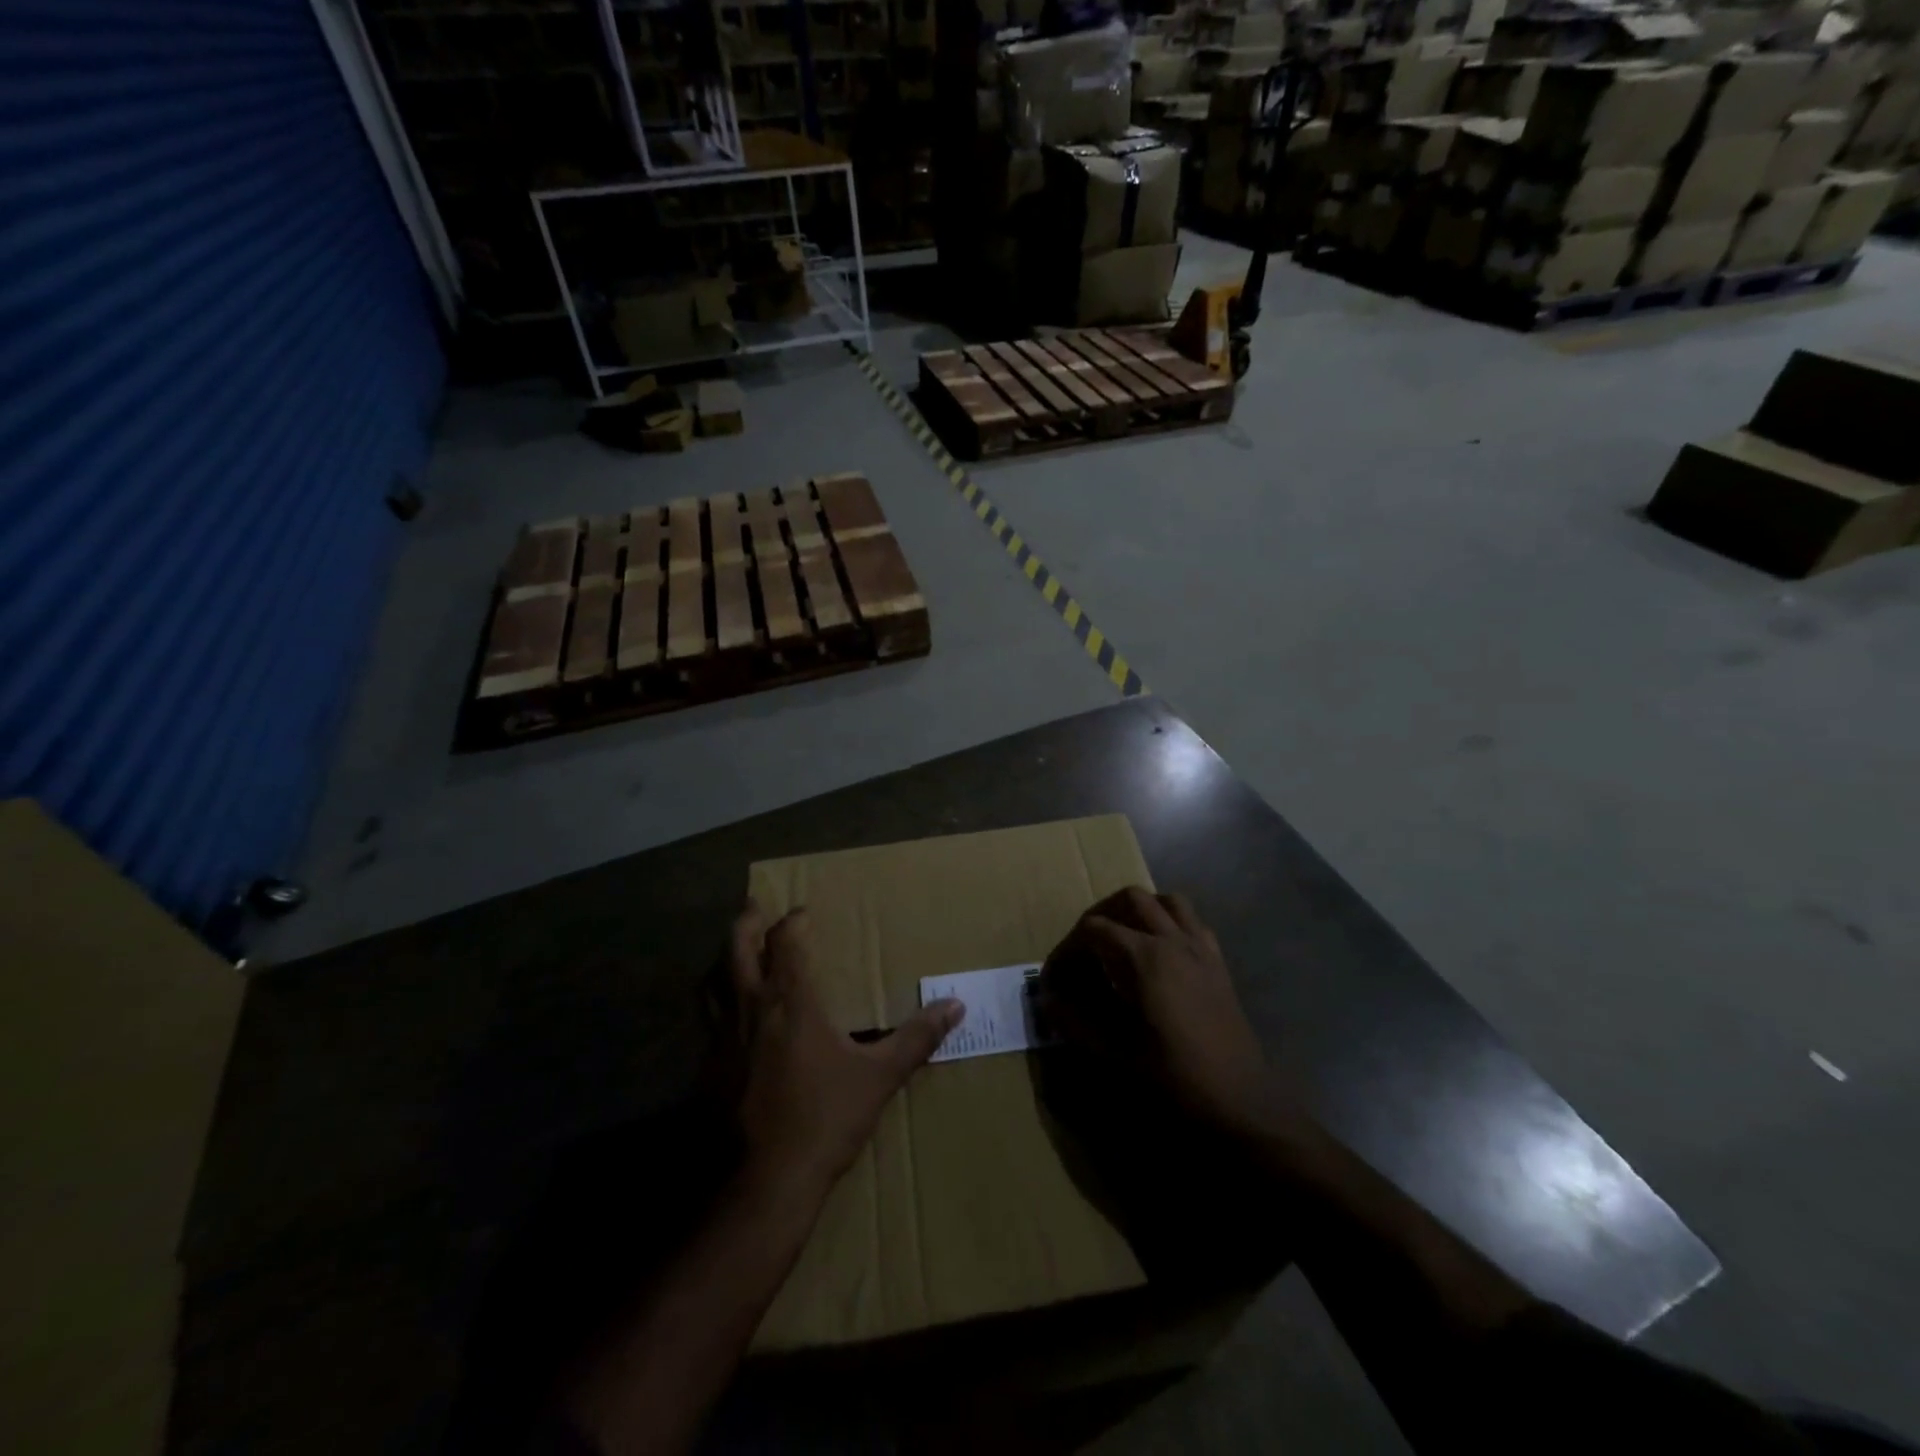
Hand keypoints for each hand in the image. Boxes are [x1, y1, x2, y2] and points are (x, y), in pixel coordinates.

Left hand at [730, 902, 964, 1198]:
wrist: (765, 1183)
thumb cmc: (825, 1118)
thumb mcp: (879, 1076)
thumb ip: (917, 1037)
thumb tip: (956, 1005)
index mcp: (790, 1001)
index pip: (785, 942)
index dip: (793, 922)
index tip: (803, 913)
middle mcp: (750, 1008)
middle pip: (736, 948)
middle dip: (746, 923)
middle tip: (755, 907)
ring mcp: (721, 1039)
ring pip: (712, 982)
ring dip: (723, 960)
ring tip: (735, 955)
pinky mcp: (707, 1070)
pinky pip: (707, 1021)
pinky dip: (717, 1005)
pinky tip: (730, 1022)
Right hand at [1044, 887, 1279, 1138]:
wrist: (1241, 1104)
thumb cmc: (1174, 1078)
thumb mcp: (1115, 1053)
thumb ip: (1075, 1022)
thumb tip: (1048, 1001)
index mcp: (1144, 957)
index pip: (1093, 930)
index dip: (1067, 949)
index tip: (1055, 978)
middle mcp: (1172, 940)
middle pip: (1129, 900)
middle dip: (1100, 916)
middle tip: (1084, 950)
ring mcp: (1200, 948)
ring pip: (1167, 901)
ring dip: (1139, 910)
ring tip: (1121, 939)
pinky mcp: (1218, 964)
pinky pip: (1193, 923)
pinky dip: (1171, 923)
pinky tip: (1160, 953)